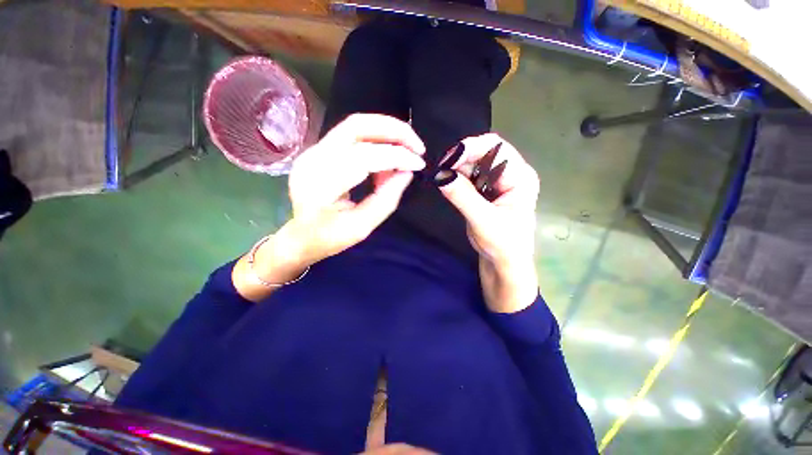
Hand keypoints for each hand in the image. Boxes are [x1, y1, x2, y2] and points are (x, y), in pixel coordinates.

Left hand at [287, 114, 425, 264]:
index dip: (396, 156)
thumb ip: (386, 199)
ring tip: (406, 152)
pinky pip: (353, 136)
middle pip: (356, 126)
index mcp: (320, 185)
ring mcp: (313, 151)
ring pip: (355, 125)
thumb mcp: (362, 227)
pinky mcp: (319, 149)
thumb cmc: (329, 238)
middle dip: (394, 131)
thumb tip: (407, 172)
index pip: (364, 157)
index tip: (419, 164)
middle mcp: (313, 159)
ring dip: (387, 133)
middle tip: (417, 146)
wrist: (300, 237)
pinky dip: (377, 142)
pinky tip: (387, 159)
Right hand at [438, 133, 539, 312]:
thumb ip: (462, 197)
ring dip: (457, 167)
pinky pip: (470, 176)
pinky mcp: (487, 190)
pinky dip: (457, 177)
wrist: (505, 264)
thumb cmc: (503, 245)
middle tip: (441, 169)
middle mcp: (511, 174)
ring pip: (474, 163)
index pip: (497, 148)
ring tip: (443, 177)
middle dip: (461, 157)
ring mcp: (498, 182)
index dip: (471, 148)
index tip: (448, 159)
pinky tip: (449, 183)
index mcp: (520, 177)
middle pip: (485, 152)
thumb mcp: (483, 221)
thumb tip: (441, 175)